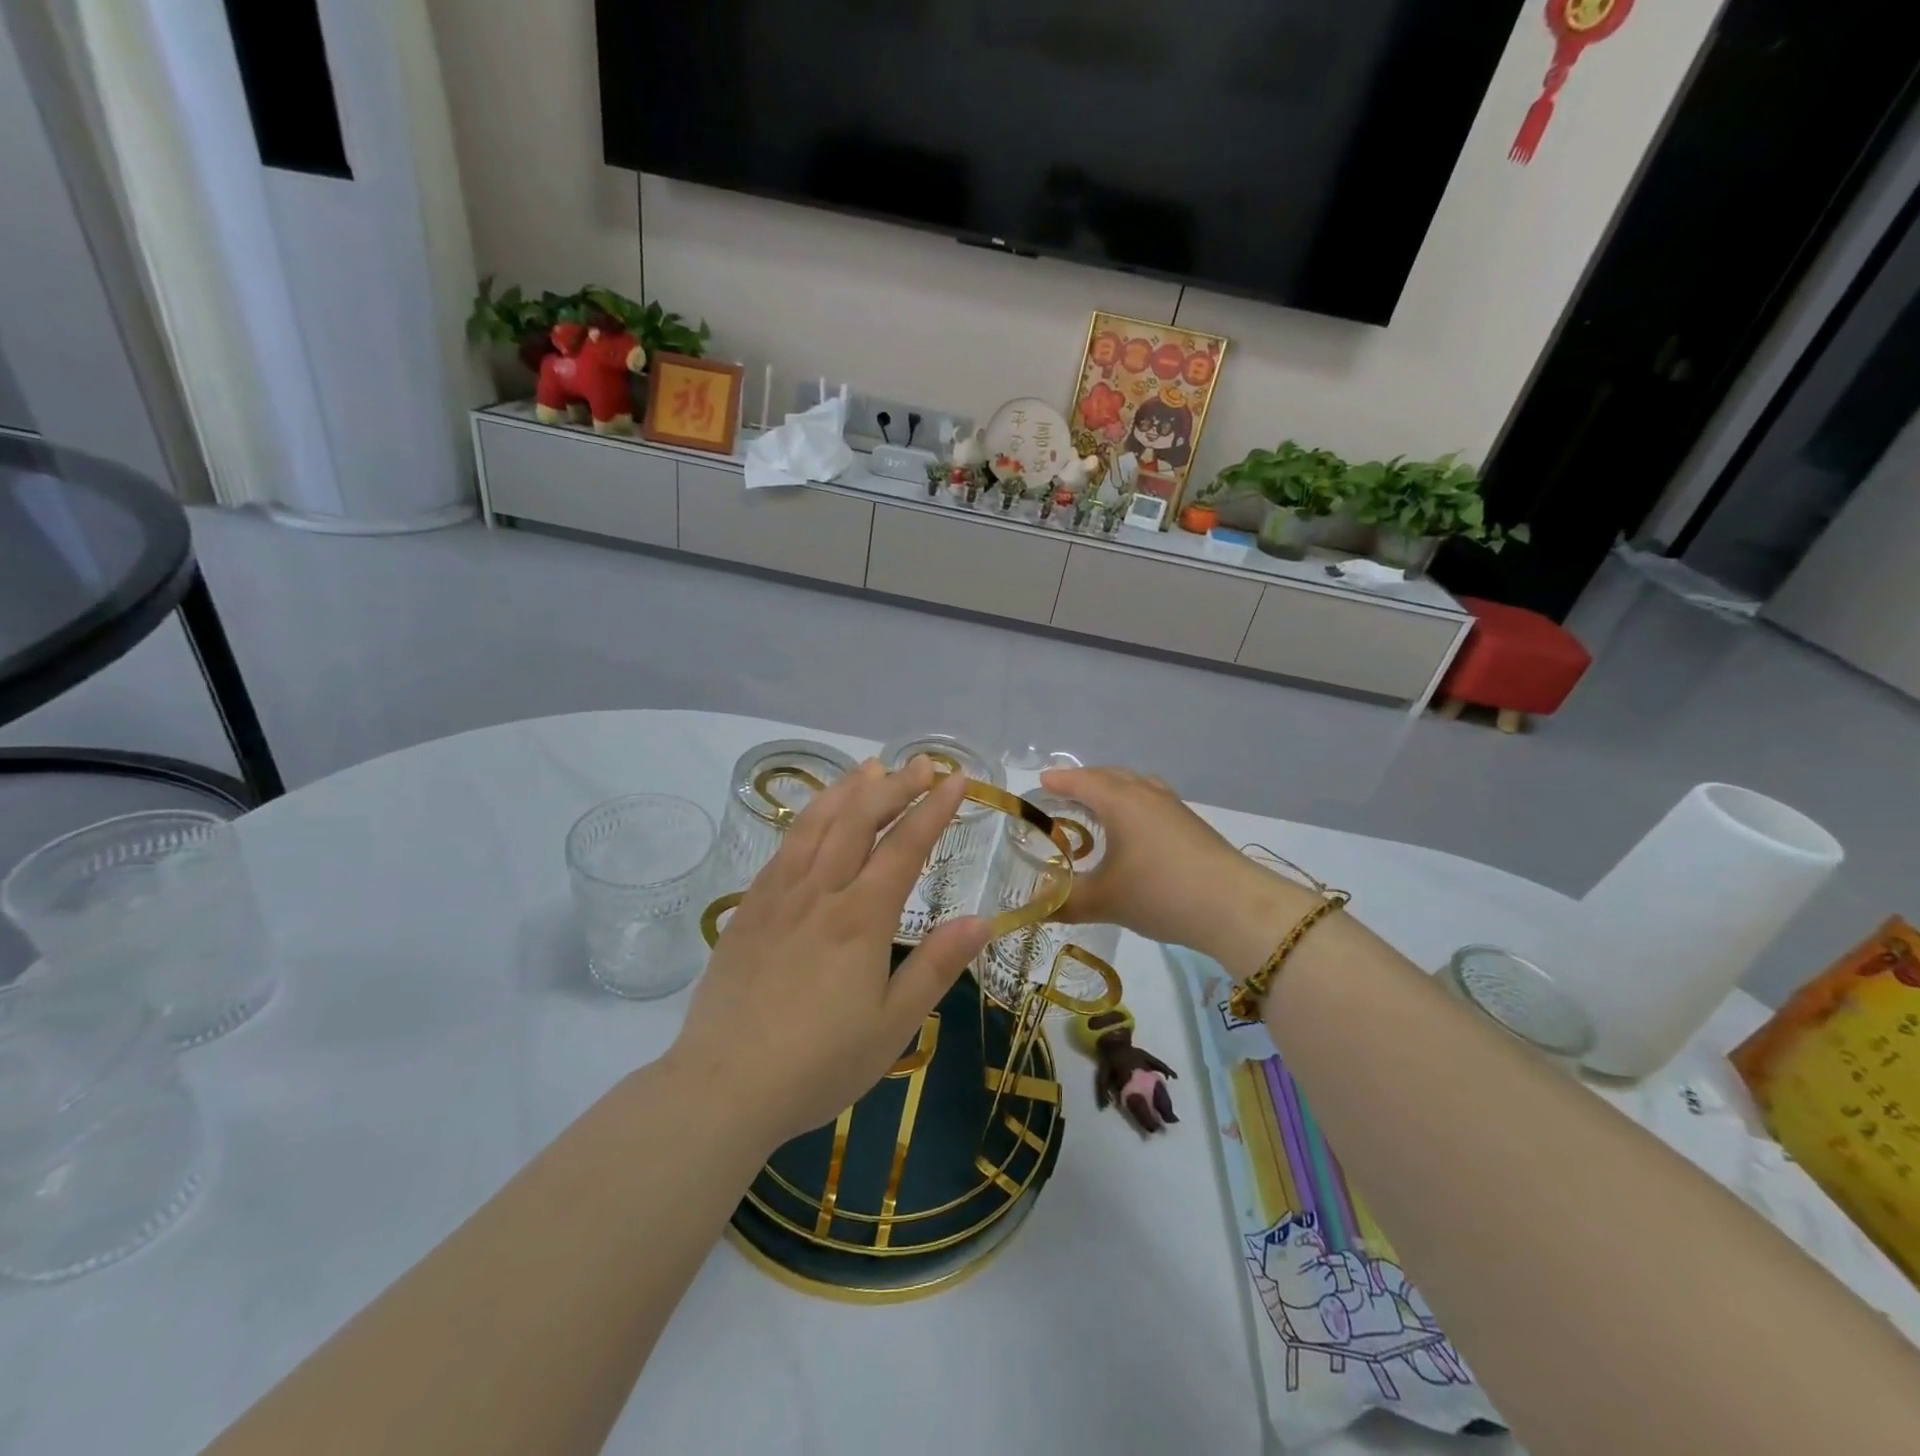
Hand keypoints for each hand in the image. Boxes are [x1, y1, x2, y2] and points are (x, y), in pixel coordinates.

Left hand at [669, 758, 991, 1149]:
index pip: (905, 847)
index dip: (933, 809)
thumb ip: (936, 967)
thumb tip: (981, 921)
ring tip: (870, 767)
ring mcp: (778, 896)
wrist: (723, 1086)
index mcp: (861, 918)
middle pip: (859, 820)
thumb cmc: (819, 1064)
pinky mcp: (749, 908)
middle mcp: (820, 893)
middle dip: (895, 785)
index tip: (955, 779)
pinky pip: (783, 847)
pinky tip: (816, 815)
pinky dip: (807, 818)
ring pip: (816, 823)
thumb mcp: (893, 1026)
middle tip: (922, 763)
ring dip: (848, 790)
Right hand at [1040, 765, 1315, 969]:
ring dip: (1112, 791)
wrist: (1234, 907)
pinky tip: (1133, 833)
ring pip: (1135, 786)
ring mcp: (1173, 807)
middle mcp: (1145, 794)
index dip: (1058, 782)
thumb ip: (1064, 902)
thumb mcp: (1104, 901)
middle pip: (1109, 776)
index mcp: (1119, 800)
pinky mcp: (1191, 825)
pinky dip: (1133, 805)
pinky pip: (1151, 801)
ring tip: (1097, 810)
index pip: (1080, 781)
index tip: (1039, 784)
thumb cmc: (1159, 892)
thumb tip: (1034, 908)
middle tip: (1062, 796)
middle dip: (1083, 782)